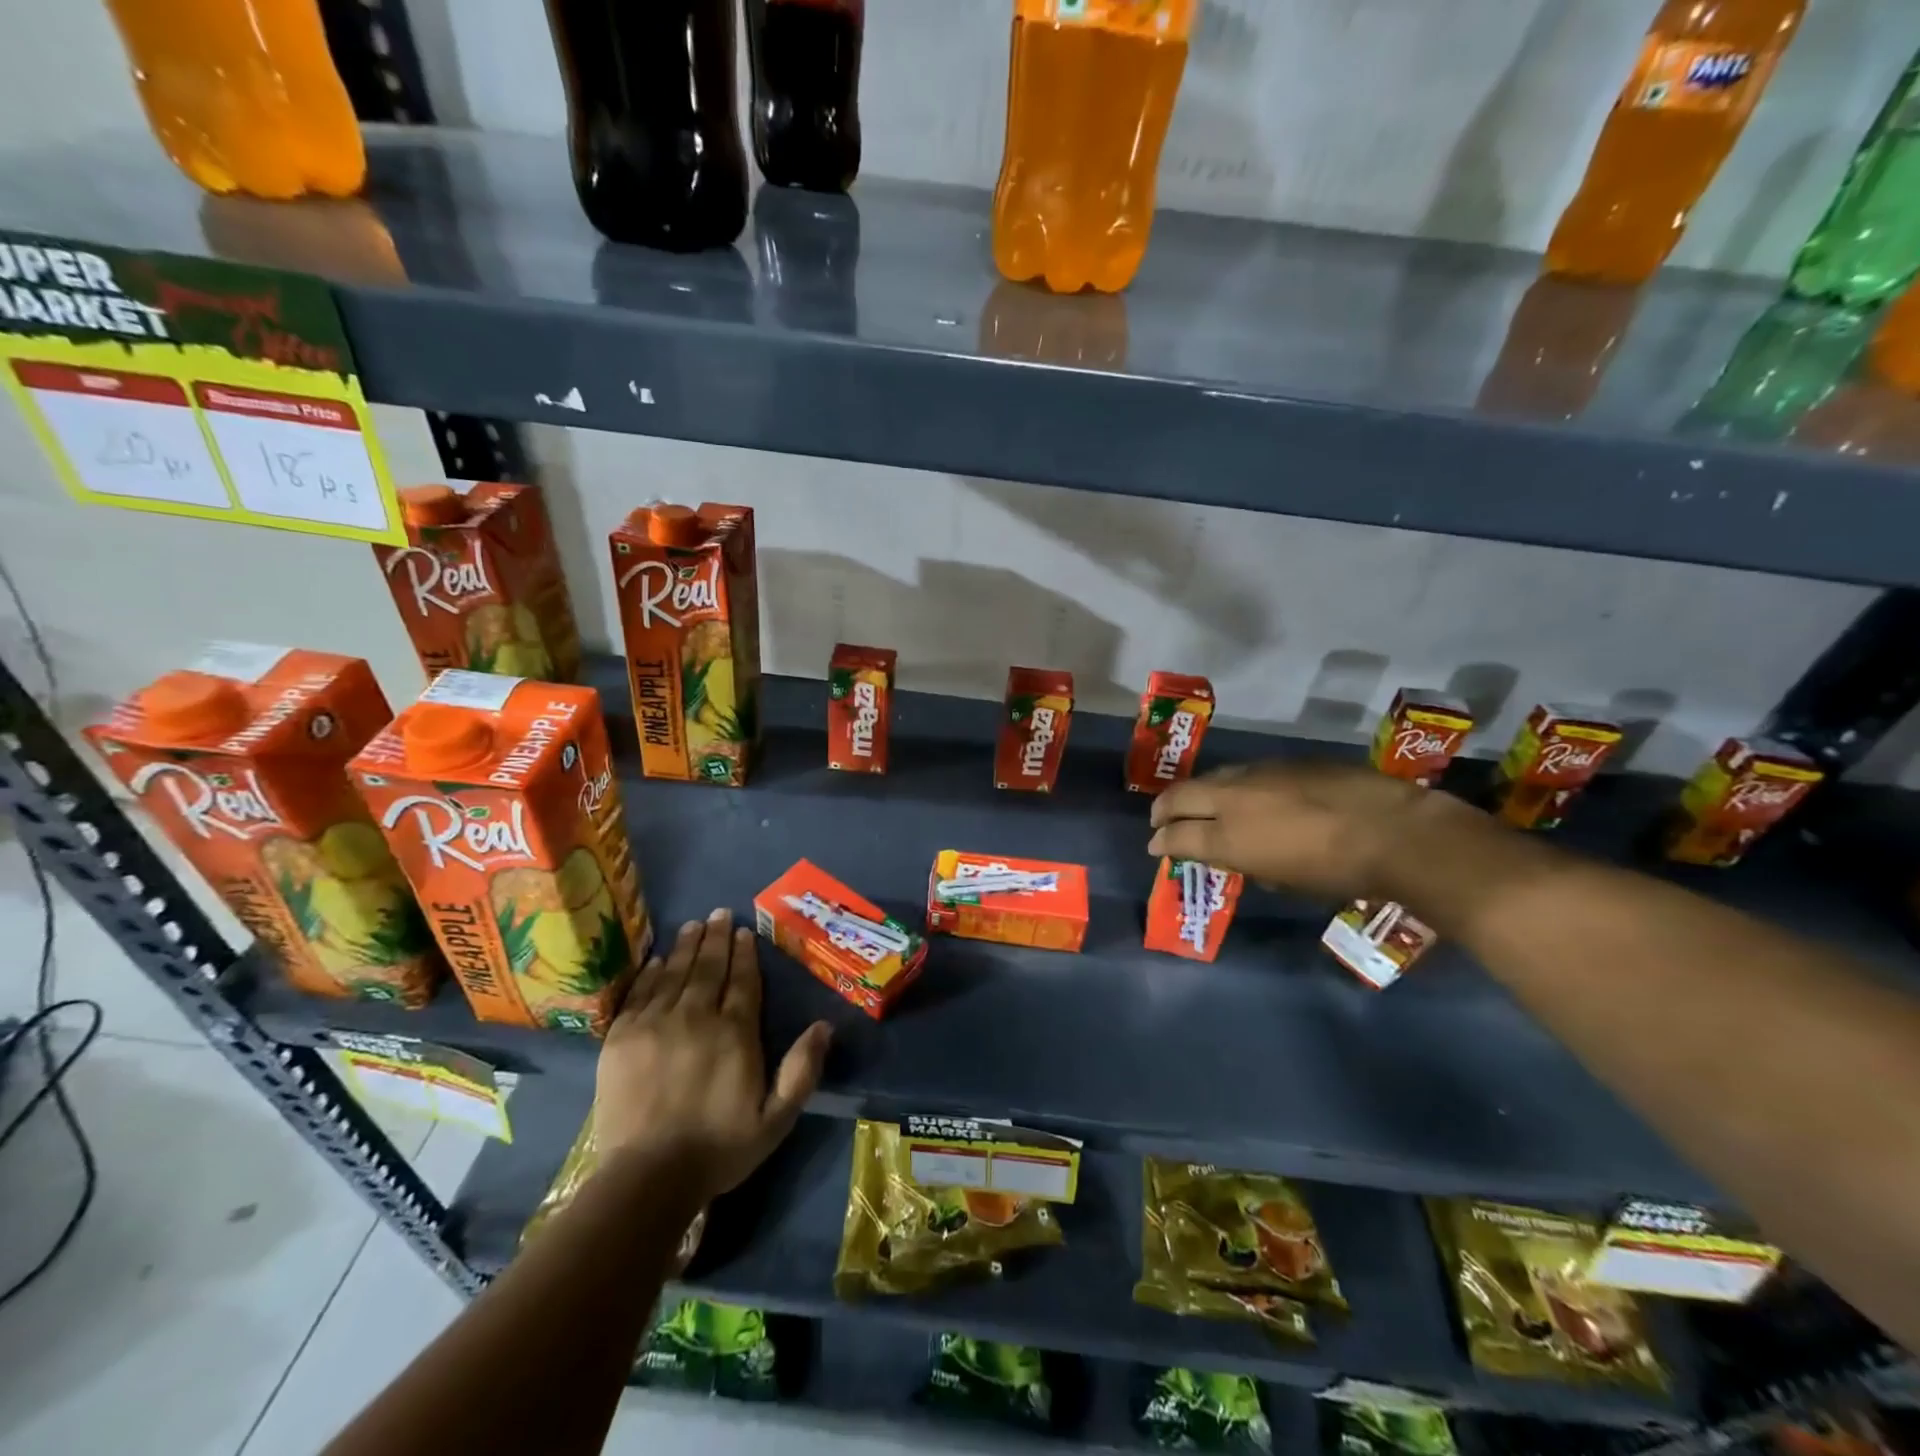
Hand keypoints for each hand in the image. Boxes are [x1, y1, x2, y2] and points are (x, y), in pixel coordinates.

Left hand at [594, 909, 830, 1201]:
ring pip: (675, 973)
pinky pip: (640, 993)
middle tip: (720, 913)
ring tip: (695, 925)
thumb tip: (825, 1025)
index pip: (743, 981)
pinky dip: (652, 971)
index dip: (745, 954)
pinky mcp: (621, 1037)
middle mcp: (696, 1017)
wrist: (647, 1178)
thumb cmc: (719, 1149)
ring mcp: (655, 1024)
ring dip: (687, 946)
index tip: (745, 931)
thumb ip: (802, 1070)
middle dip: (717, 938)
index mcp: (735, 1033)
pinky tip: (659, 959)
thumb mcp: (777, 1118)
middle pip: (709, 968)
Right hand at [1147, 760, 1437, 900]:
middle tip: (1159, 820)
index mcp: (1228, 837)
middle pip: (1179, 797)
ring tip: (1197, 804)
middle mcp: (1232, 799)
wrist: (1392, 830)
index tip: (1155, 846)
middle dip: (1163, 810)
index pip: (1176, 836)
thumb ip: (1248, 863)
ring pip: (1210, 779)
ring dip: (1196, 793)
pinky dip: (1231, 785)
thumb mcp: (1283, 880)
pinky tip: (1245, 795)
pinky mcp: (1282, 762)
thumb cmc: (1337, 873)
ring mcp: (1256, 774)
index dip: (1161, 842)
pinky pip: (1242, 772)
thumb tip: (1234, 854)